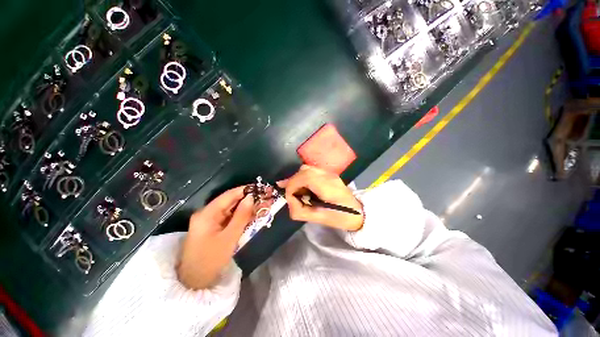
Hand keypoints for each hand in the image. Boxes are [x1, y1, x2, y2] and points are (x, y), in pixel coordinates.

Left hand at [177, 186, 253, 289]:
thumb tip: (251, 197)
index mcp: (207, 213)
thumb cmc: (211, 260)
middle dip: (247, 199)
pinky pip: (228, 218)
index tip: (260, 188)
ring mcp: (209, 221)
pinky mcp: (212, 228)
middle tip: (264, 198)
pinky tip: (251, 216)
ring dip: (245, 208)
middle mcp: (207, 213)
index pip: (229, 195)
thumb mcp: (229, 237)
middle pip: (230, 201)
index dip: (245, 190)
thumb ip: (241, 216)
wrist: (194, 282)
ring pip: (230, 209)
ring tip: (261, 205)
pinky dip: (240, 216)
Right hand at [279, 165, 363, 230]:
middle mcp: (328, 175)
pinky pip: (311, 170)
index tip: (289, 197)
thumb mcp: (318, 219)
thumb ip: (300, 211)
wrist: (358, 211)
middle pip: (304, 171)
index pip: (304, 177)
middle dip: (293, 182)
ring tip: (296, 191)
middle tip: (290, 194)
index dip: (292, 185)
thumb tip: (289, 200)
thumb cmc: (340, 217)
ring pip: (306, 168)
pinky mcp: (328, 173)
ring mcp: (329, 172)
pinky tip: (302, 186)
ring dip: (297, 178)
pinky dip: (303, 176)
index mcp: (328, 186)